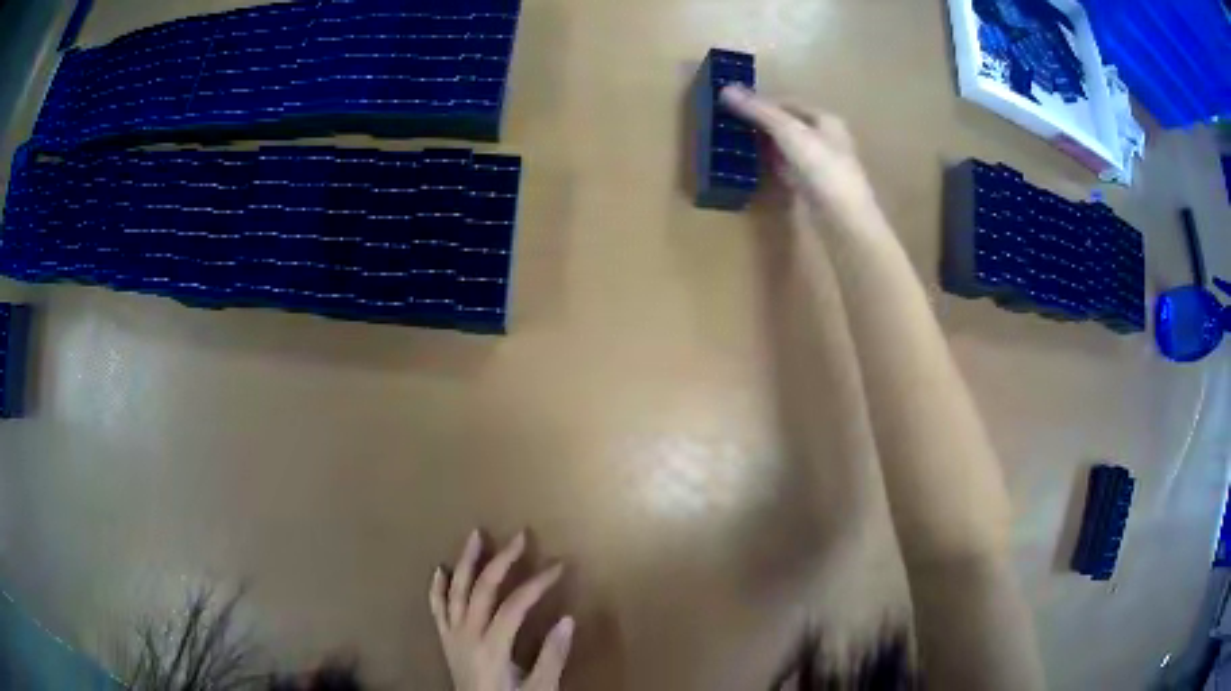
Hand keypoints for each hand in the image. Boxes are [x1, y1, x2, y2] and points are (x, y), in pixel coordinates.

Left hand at [430, 531, 574, 690]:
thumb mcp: (539, 688)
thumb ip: (552, 656)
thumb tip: (568, 620)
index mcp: (491, 646)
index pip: (514, 605)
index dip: (537, 583)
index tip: (559, 566)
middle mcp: (466, 634)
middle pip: (482, 589)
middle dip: (502, 560)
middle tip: (520, 535)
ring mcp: (451, 635)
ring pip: (455, 591)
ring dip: (466, 562)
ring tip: (475, 536)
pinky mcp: (445, 639)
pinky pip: (436, 608)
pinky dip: (437, 587)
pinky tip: (440, 569)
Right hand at [720, 85, 879, 226]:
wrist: (844, 219)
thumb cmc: (822, 168)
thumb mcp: (789, 132)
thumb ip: (759, 111)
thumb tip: (725, 88)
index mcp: (826, 120)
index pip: (789, 103)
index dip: (763, 102)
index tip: (735, 106)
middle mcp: (827, 139)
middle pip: (789, 125)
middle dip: (763, 124)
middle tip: (732, 125)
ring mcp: (821, 165)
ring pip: (788, 148)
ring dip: (766, 145)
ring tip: (739, 143)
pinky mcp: (814, 188)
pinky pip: (789, 169)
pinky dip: (773, 165)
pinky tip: (757, 167)